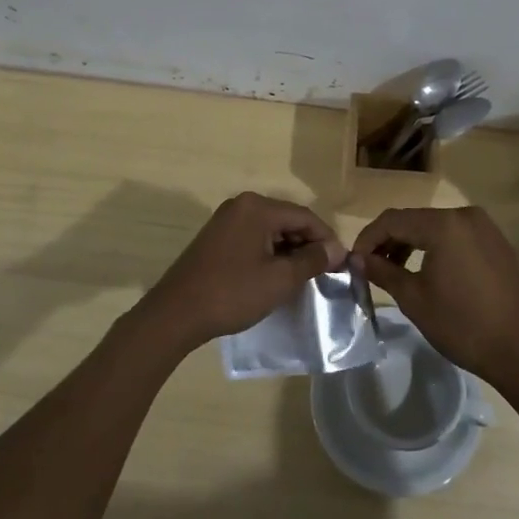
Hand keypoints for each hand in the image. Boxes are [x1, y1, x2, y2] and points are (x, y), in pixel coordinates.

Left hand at [139, 192, 342, 352]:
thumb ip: (311, 260)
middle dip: (308, 244)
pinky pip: (253, 237)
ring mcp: (226, 220)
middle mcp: (242, 205)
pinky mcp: (217, 237)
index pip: (305, 216)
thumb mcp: (279, 279)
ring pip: (270, 230)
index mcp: (257, 207)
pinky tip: (276, 275)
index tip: (342, 264)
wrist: (176, 313)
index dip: (327, 239)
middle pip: (287, 220)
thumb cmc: (232, 293)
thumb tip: (337, 249)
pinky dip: (269, 253)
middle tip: (324, 273)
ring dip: (289, 250)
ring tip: (303, 278)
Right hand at [354, 207, 518, 387]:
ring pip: (435, 227)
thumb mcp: (414, 298)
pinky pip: (456, 236)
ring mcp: (485, 227)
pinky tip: (427, 270)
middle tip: (370, 267)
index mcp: (444, 225)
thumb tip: (356, 259)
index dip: (368, 238)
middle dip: (389, 241)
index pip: (393, 220)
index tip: (353, 262)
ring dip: (411, 243)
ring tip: (394, 270)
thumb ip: (382, 271)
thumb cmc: (462, 325)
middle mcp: (465, 215)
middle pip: (414, 220)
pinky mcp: (496, 242)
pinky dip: (436, 247)